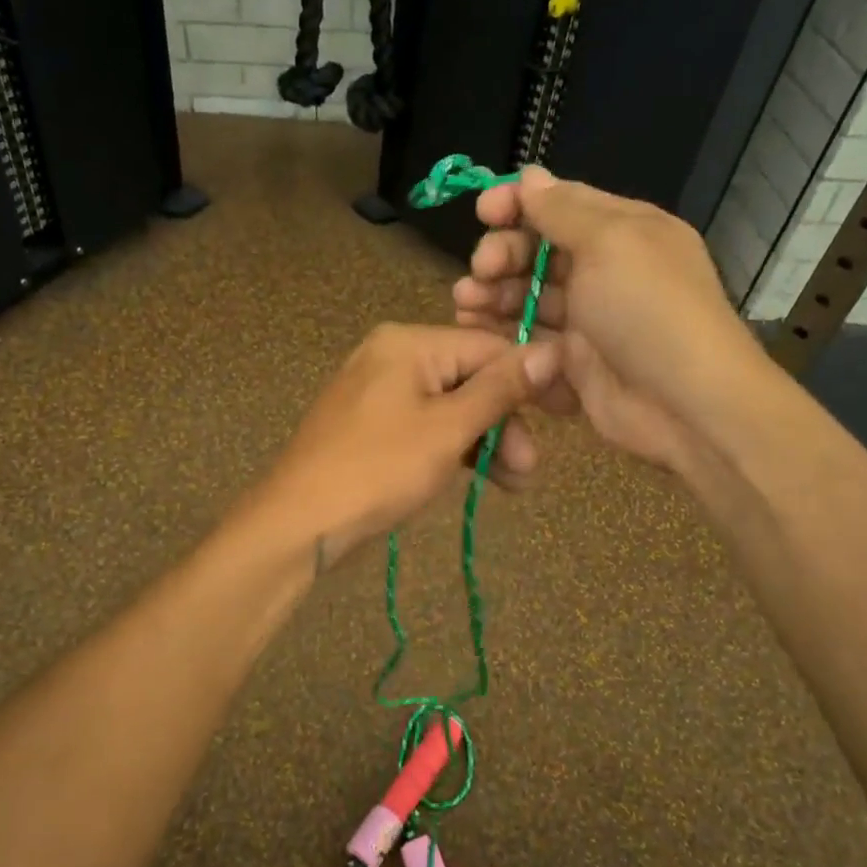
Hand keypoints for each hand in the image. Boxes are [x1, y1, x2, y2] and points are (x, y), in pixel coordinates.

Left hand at [257, 323, 559, 566]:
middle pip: (470, 378)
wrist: (299, 523)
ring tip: (514, 484)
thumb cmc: (378, 469)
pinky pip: (427, 427)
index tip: (567, 414)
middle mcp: (392, 357)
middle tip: (528, 468)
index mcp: (407, 343)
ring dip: (485, 442)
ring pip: (451, 408)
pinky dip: (454, 449)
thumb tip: (553, 350)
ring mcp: (379, 393)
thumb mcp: (447, 429)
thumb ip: (500, 389)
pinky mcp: (373, 427)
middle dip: (505, 423)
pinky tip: (481, 477)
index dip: (531, 379)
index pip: (488, 347)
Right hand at [451, 166, 769, 473]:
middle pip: (537, 253)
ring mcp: (588, 321)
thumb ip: (563, 210)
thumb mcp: (611, 243)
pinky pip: (530, 343)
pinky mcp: (573, 365)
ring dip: (493, 297)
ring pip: (528, 299)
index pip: (561, 205)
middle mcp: (604, 272)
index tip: (482, 211)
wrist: (684, 405)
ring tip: (466, 304)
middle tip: (481, 271)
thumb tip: (530, 175)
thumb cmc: (648, 310)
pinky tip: (480, 338)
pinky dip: (504, 338)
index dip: (518, 204)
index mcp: (623, 232)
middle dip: (502, 255)